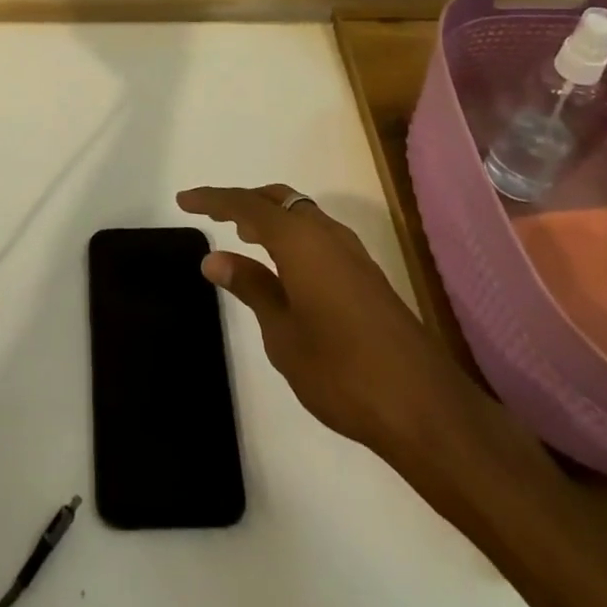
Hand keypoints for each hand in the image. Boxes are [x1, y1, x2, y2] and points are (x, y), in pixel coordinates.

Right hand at [177, 183, 485, 470]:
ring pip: (302, 216)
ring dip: (271, 219)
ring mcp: (352, 252)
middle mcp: (326, 233)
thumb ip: (251, 287)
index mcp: (300, 239)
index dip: (212, 200)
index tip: (183, 200)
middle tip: (214, 216)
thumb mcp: (282, 332)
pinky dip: (293, 237)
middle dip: (245, 202)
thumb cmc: (340, 369)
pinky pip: (318, 236)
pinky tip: (285, 267)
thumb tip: (215, 258)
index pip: (246, 205)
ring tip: (244, 237)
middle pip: (278, 200)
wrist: (423, 407)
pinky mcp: (367, 275)